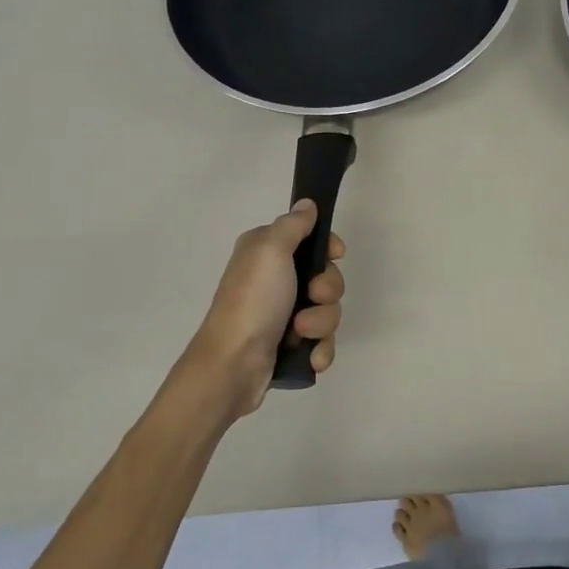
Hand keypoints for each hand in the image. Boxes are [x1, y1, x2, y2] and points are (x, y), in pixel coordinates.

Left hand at [188, 201, 345, 417]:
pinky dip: (319, 349)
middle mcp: (275, 280)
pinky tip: (310, 357)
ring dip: (321, 323)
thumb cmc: (252, 300)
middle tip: (312, 297)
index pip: (312, 240)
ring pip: (328, 311)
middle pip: (327, 277)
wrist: (233, 364)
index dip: (329, 248)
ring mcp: (283, 314)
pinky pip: (323, 341)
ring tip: (300, 333)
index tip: (335, 255)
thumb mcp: (270, 250)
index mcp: (267, 253)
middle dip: (327, 291)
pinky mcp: (290, 344)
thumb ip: (293, 224)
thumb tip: (307, 203)